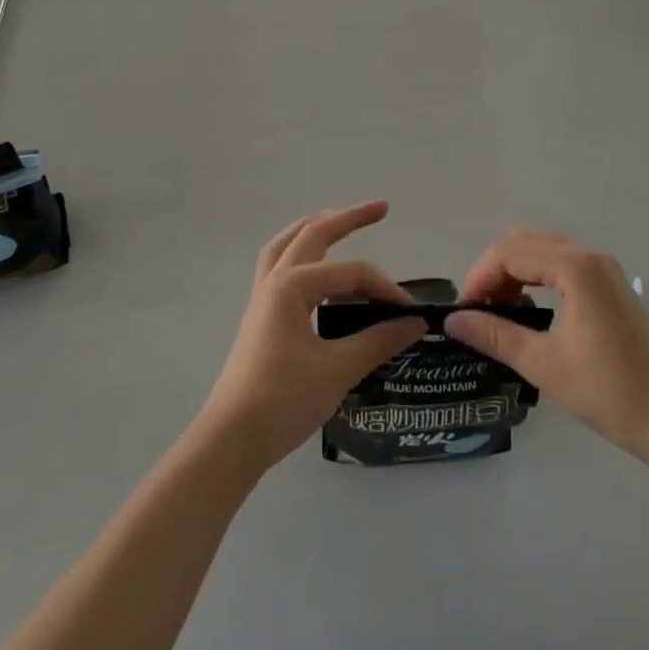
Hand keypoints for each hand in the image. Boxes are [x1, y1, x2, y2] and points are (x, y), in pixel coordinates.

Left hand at [199, 201, 425, 470]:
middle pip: (313, 235)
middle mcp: (274, 281)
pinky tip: (313, 269)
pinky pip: (279, 269)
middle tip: (381, 208)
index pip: (351, 273)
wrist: (232, 441)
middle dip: (347, 218)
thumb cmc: (284, 399)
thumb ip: (379, 341)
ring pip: (287, 247)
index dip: (384, 288)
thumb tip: (415, 323)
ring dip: (313, 230)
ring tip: (335, 219)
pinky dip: (298, 256)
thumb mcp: (338, 369)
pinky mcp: (260, 318)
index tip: (411, 314)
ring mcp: (262, 299)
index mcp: (292, 285)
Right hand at [446, 230, 648, 462]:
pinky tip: (529, 309)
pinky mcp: (611, 285)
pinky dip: (536, 276)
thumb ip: (496, 335)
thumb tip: (453, 320)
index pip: (509, 253)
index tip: (464, 311)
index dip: (480, 277)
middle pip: (525, 243)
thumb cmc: (609, 392)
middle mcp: (590, 257)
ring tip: (498, 311)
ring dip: (514, 271)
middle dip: (494, 270)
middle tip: (479, 310)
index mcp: (575, 268)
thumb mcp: (544, 365)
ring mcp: (604, 269)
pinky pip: (561, 263)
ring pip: (543, 249)